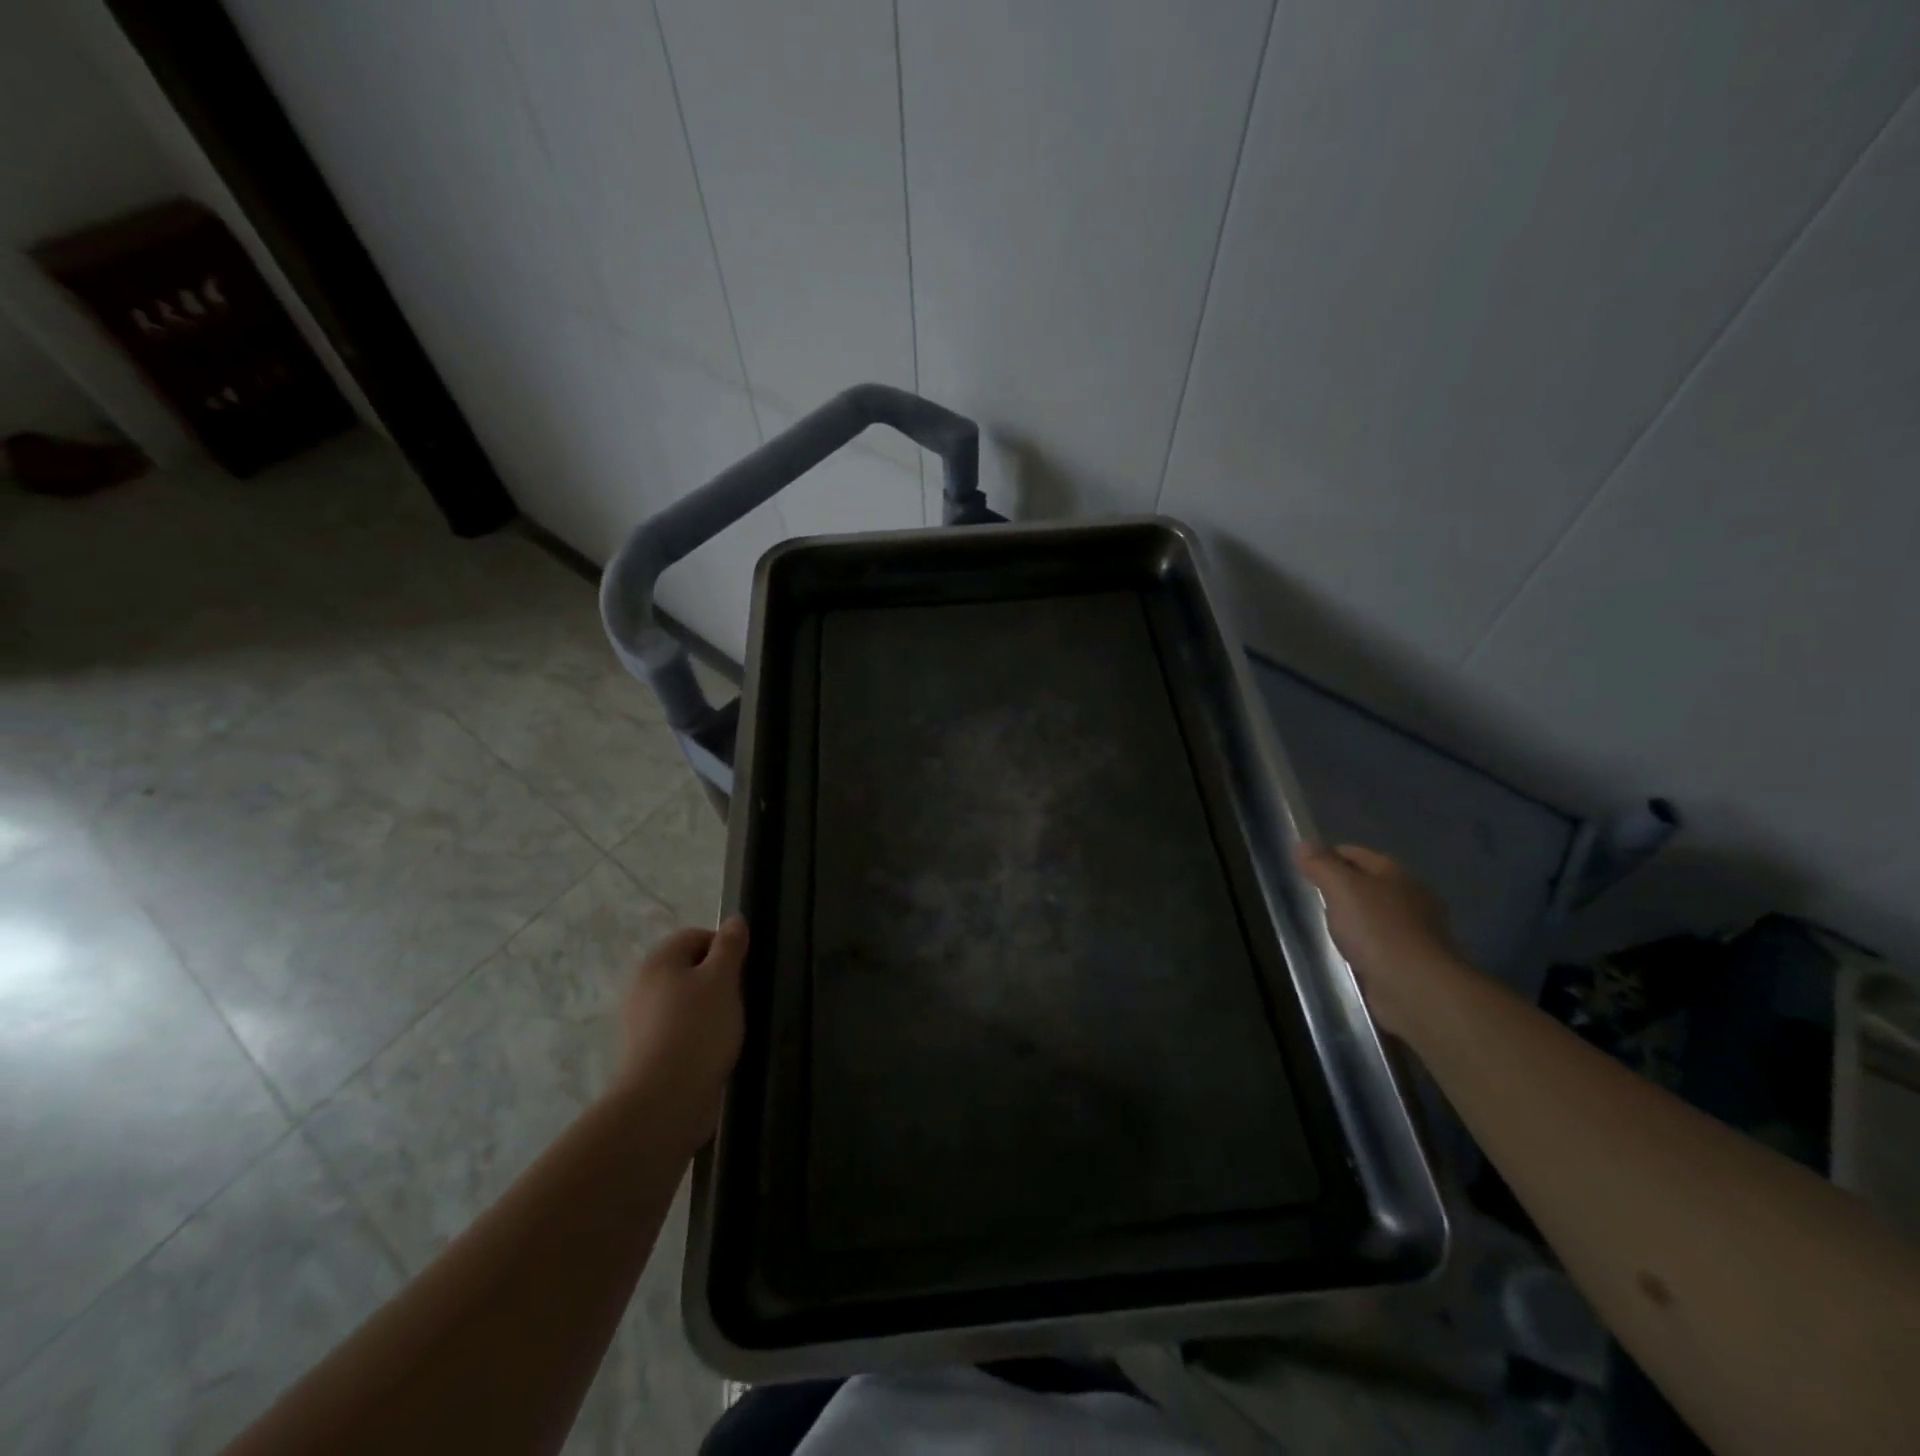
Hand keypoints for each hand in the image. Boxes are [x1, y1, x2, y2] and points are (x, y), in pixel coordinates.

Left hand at [614, 916, 747, 1143]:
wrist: (664, 1101)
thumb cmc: (698, 1028)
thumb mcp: (723, 979)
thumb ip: (730, 946)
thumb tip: (734, 920)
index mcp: (658, 961)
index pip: (695, 936)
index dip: (723, 948)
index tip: (742, 973)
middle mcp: (643, 985)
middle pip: (688, 968)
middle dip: (717, 980)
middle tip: (738, 999)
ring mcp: (641, 1021)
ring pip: (685, 1001)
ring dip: (709, 1009)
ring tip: (729, 1028)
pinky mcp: (647, 1052)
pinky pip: (678, 1030)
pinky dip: (697, 1035)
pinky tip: (713, 1051)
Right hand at [1293, 843, 1470, 1037]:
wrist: (1417, 988)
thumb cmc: (1377, 930)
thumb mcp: (1341, 889)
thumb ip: (1321, 864)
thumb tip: (1303, 842)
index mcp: (1396, 873)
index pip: (1354, 853)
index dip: (1327, 857)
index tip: (1302, 870)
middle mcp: (1411, 896)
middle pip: (1367, 882)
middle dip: (1341, 887)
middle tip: (1311, 898)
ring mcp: (1416, 930)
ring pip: (1374, 913)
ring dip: (1354, 917)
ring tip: (1326, 926)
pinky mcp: (1413, 960)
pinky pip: (1381, 941)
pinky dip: (1365, 943)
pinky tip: (1350, 952)